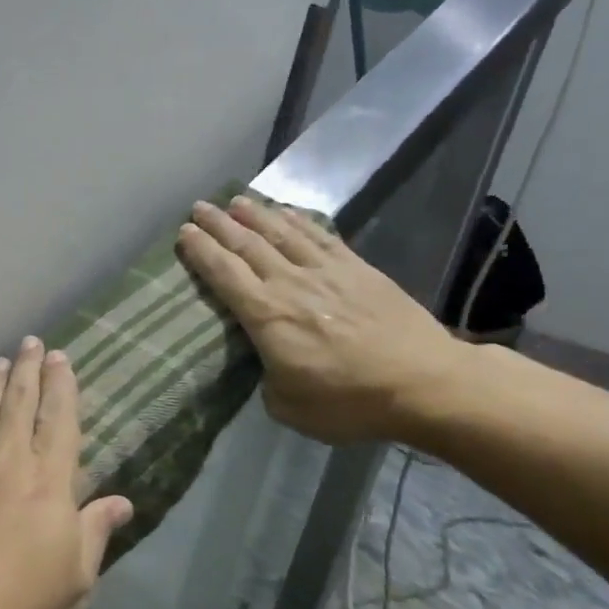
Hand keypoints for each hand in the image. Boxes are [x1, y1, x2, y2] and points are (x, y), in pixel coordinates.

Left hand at [0, 337, 133, 608]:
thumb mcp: (75, 584)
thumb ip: (94, 535)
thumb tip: (121, 502)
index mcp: (47, 484)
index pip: (59, 422)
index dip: (62, 387)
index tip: (60, 358)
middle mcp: (6, 462)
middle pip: (19, 405)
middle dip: (28, 371)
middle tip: (31, 342)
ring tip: (0, 361)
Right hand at [176, 196, 466, 444]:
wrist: (424, 383)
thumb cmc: (351, 402)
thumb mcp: (289, 408)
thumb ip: (268, 381)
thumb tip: (270, 365)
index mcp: (267, 316)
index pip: (224, 274)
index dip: (202, 252)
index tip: (184, 233)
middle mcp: (291, 283)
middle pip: (248, 245)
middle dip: (219, 225)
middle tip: (199, 208)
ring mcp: (326, 272)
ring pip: (282, 233)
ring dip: (256, 215)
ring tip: (235, 201)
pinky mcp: (358, 269)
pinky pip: (320, 236)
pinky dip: (299, 221)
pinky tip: (287, 212)